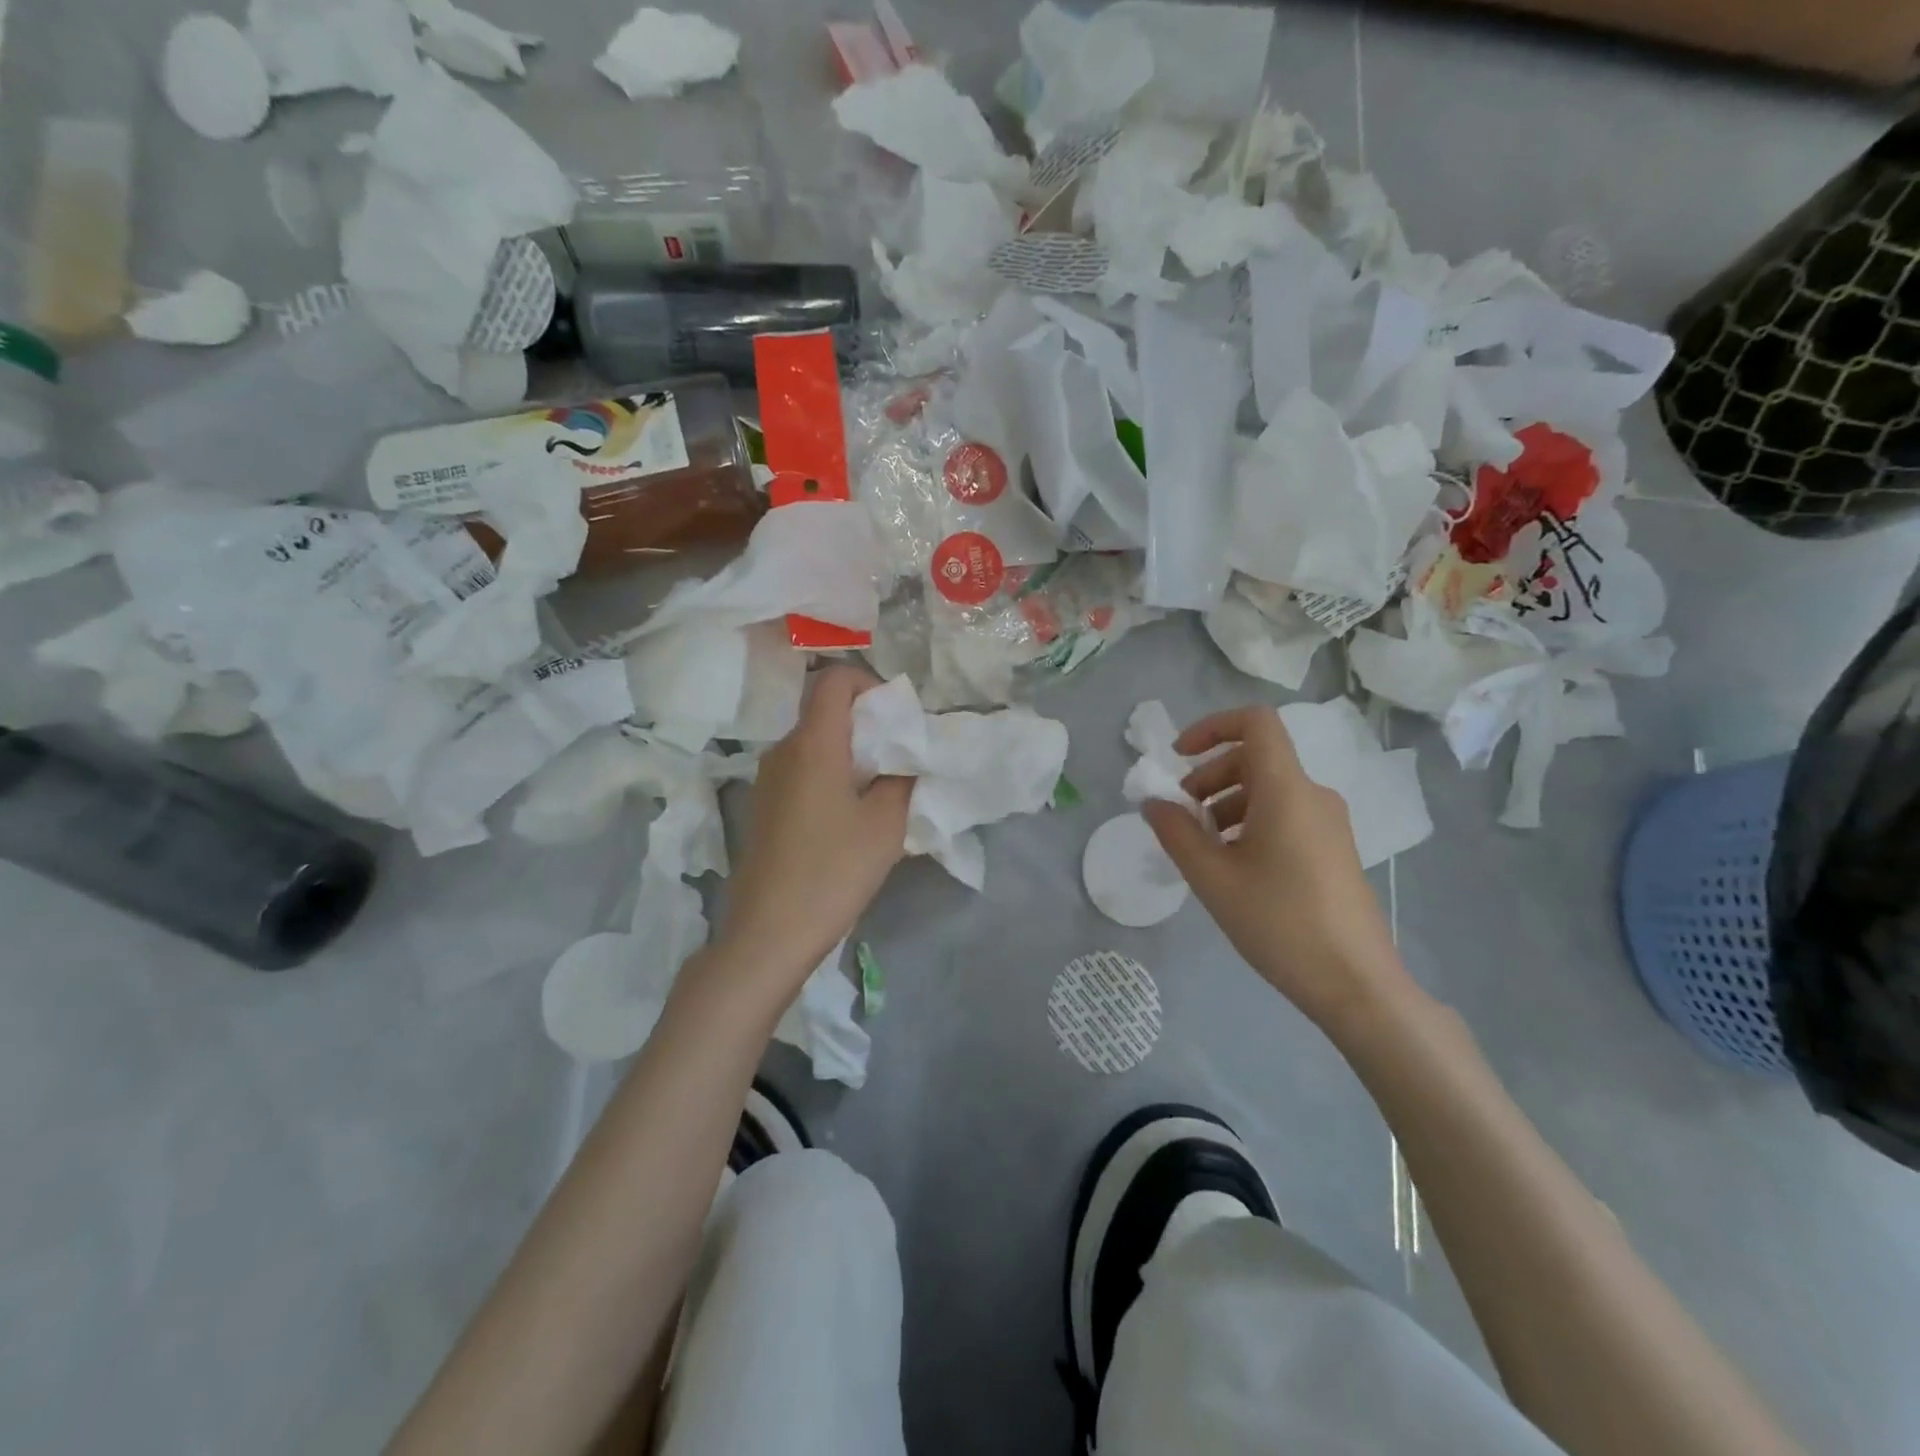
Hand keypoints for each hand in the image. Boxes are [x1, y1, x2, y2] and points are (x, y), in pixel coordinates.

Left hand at [717, 665, 912, 990]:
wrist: (768, 932)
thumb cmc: (833, 871)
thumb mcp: (885, 825)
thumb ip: (902, 779)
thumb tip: (904, 760)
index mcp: (813, 743)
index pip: (835, 679)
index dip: (870, 684)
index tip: (898, 718)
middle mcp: (783, 750)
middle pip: (825, 711)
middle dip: (867, 723)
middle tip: (901, 757)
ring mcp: (768, 779)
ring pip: (814, 743)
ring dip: (851, 753)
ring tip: (881, 790)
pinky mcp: (764, 806)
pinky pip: (802, 771)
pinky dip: (831, 775)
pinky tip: (850, 815)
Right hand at [1142, 706, 1416, 1034]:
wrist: (1356, 984)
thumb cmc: (1280, 923)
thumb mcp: (1213, 879)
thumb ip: (1176, 833)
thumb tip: (1153, 802)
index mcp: (1287, 791)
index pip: (1255, 723)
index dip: (1211, 726)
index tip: (1178, 758)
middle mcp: (1313, 795)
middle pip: (1254, 758)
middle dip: (1208, 776)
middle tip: (1181, 817)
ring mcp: (1328, 822)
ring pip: (1267, 789)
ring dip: (1225, 803)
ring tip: (1202, 848)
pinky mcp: (1333, 848)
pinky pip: (1284, 814)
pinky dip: (1249, 822)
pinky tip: (1233, 866)